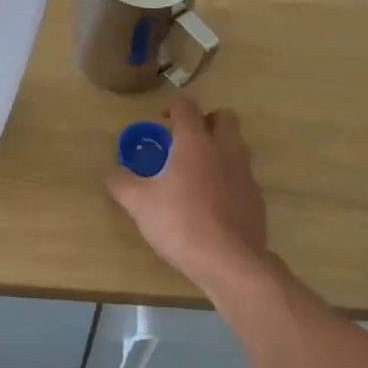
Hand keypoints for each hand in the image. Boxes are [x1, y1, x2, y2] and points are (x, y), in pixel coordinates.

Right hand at [105, 97, 277, 296]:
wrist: (230, 261)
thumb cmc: (180, 223)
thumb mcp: (139, 203)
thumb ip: (121, 182)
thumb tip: (111, 171)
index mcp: (195, 142)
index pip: (187, 107)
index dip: (174, 106)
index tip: (162, 120)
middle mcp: (224, 150)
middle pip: (224, 117)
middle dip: (206, 121)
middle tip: (186, 139)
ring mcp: (245, 174)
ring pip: (237, 146)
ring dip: (220, 148)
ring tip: (198, 170)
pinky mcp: (256, 198)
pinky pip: (242, 176)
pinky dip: (229, 178)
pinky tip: (213, 201)